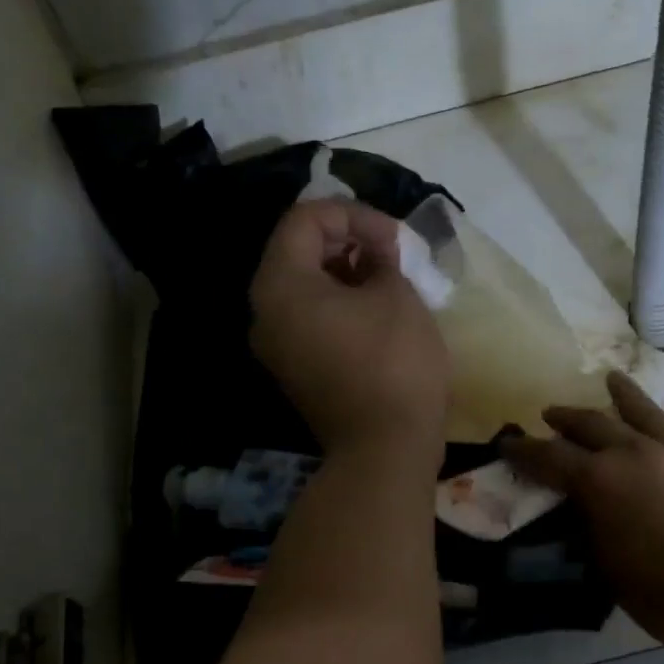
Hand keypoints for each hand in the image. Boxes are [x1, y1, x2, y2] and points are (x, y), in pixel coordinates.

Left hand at [250, 200, 449, 466]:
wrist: (385, 449)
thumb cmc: (394, 364)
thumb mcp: (397, 295)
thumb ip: (382, 257)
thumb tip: (375, 253)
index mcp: (281, 285)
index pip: (305, 219)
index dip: (354, 214)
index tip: (394, 238)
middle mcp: (265, 313)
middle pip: (298, 252)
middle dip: (349, 242)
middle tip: (393, 255)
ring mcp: (277, 347)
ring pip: (305, 288)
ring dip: (346, 274)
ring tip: (390, 282)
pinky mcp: (295, 372)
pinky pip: (310, 321)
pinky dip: (340, 306)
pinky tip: (377, 314)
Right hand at [503, 371, 663, 651]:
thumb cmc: (658, 591)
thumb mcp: (604, 561)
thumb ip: (590, 521)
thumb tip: (585, 501)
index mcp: (600, 481)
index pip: (551, 457)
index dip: (525, 451)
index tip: (509, 443)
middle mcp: (635, 454)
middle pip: (593, 425)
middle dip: (567, 418)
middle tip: (551, 414)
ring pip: (644, 412)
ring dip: (623, 395)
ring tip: (611, 380)